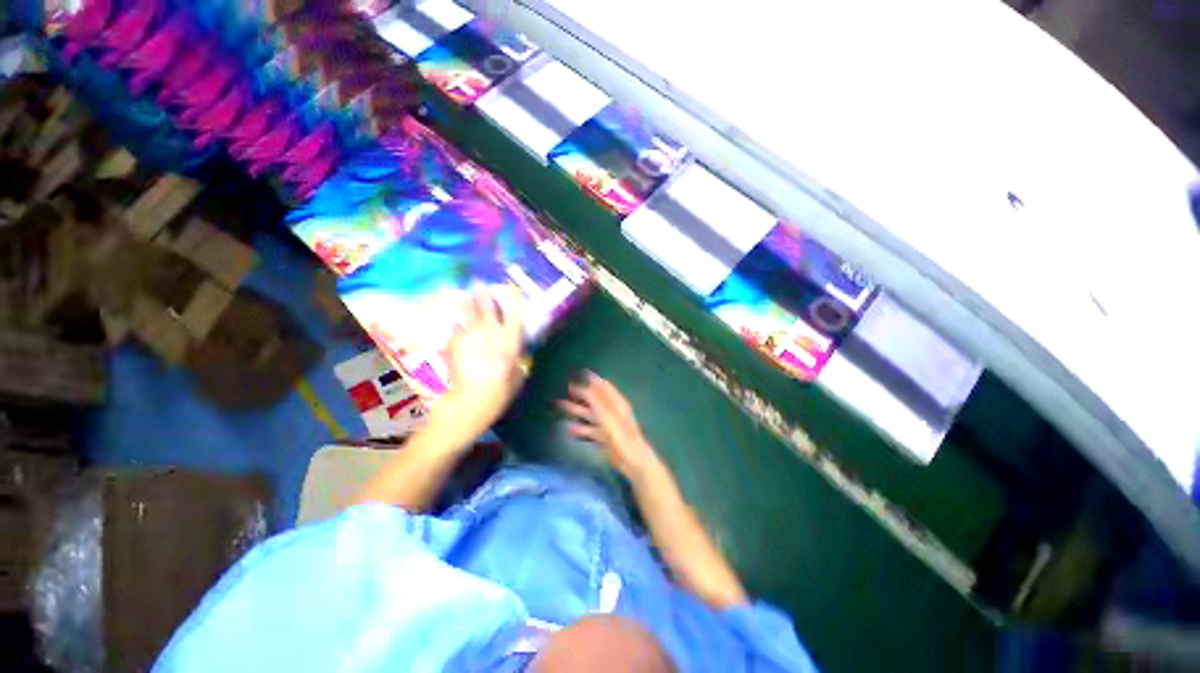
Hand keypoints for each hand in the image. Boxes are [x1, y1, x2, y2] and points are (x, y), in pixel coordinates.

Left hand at [436, 287, 526, 441]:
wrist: (470, 401)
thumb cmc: (500, 392)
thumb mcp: (518, 376)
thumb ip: (517, 360)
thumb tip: (515, 353)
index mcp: (510, 341)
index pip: (514, 314)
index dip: (512, 299)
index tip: (510, 288)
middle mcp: (491, 334)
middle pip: (487, 308)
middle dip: (483, 294)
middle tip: (479, 282)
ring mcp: (471, 337)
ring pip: (468, 314)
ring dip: (466, 303)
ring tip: (464, 294)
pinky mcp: (454, 343)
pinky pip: (456, 330)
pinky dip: (456, 328)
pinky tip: (455, 325)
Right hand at [559, 372, 663, 481]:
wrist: (633, 462)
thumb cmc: (622, 436)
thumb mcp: (607, 416)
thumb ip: (595, 400)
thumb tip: (585, 381)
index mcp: (616, 403)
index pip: (603, 386)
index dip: (590, 379)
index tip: (576, 373)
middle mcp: (611, 411)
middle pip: (594, 399)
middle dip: (579, 394)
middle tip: (563, 389)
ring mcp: (607, 425)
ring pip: (589, 414)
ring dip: (576, 409)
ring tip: (559, 405)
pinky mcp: (604, 438)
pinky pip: (589, 429)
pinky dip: (579, 428)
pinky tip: (568, 428)